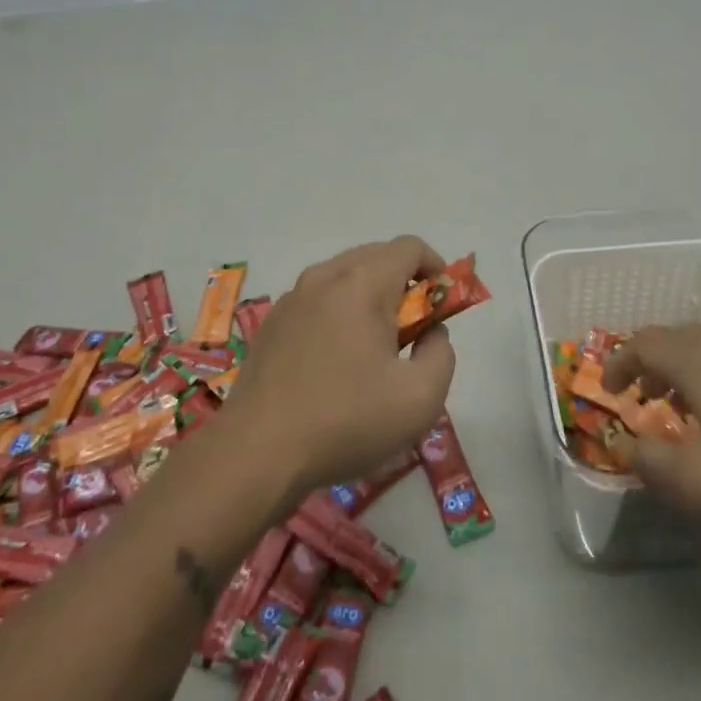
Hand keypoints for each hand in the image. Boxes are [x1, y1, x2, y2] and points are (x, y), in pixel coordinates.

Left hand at [225, 237, 455, 496]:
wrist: (256, 453)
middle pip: (376, 256)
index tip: (443, 304)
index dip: (435, 267)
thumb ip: (441, 354)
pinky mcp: (272, 322)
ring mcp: (293, 298)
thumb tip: (432, 332)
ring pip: (344, 276)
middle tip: (414, 329)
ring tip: (376, 346)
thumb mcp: (420, 398)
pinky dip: (339, 312)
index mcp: (362, 284)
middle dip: (404, 282)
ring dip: (370, 297)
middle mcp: (325, 277)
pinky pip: (318, 299)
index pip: (409, 247)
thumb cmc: (346, 421)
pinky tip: (336, 360)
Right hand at [603, 324, 700, 547]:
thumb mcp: (695, 481)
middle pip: (675, 339)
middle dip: (649, 362)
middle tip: (639, 394)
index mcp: (698, 361)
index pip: (643, 343)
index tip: (607, 390)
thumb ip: (649, 461)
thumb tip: (630, 446)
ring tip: (676, 412)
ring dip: (680, 375)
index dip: (618, 362)